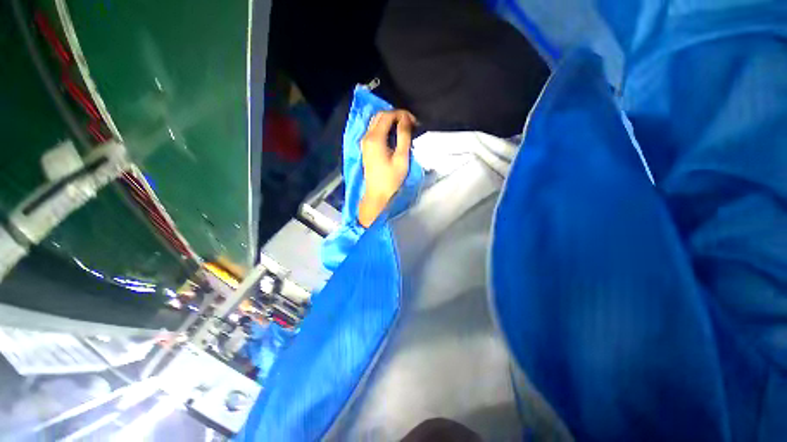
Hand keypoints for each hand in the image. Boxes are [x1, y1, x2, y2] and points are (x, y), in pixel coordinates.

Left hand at [358, 110, 415, 226]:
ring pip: (376, 122)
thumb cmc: (391, 179)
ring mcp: (364, 142)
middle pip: (380, 115)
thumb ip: (404, 136)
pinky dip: (385, 127)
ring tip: (404, 129)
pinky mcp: (365, 147)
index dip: (402, 114)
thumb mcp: (401, 158)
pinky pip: (374, 130)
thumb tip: (406, 119)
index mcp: (375, 138)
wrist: (377, 195)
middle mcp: (366, 136)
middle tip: (410, 124)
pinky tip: (394, 135)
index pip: (388, 115)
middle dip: (396, 115)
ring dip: (390, 121)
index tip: (414, 122)